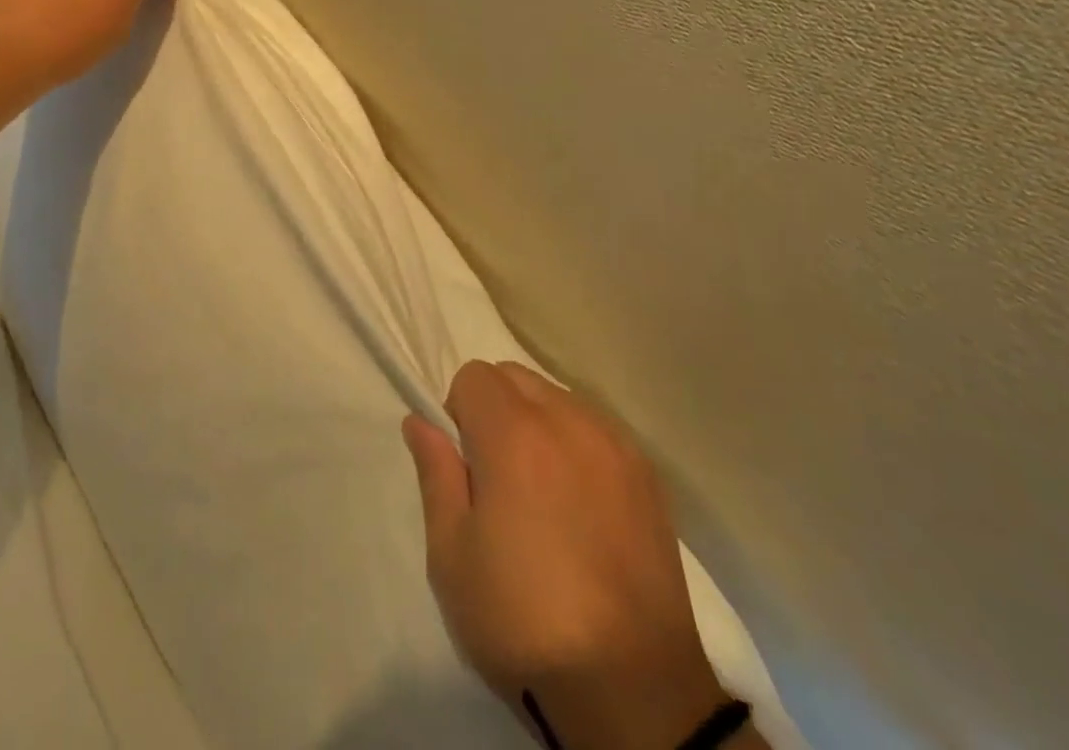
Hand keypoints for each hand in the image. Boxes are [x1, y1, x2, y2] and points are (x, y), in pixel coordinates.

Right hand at [404, 361, 740, 749]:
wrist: (634, 692)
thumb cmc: (525, 622)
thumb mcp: (452, 555)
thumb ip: (435, 474)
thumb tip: (420, 421)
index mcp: (515, 434)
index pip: (473, 376)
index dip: (458, 412)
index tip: (465, 465)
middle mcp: (568, 421)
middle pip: (516, 377)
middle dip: (496, 408)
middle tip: (497, 477)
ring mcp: (615, 445)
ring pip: (558, 398)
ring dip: (538, 422)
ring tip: (542, 492)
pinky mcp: (648, 476)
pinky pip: (597, 429)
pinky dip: (578, 444)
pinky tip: (582, 505)